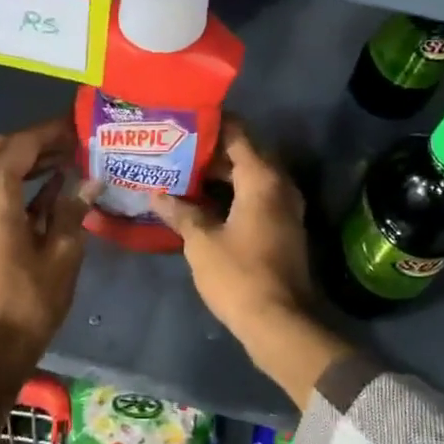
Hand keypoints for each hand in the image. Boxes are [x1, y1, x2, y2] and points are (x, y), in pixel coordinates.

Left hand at [0, 118, 98, 414]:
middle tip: (72, 141)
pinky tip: (53, 184)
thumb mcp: (63, 250)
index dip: (50, 131)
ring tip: (68, 158)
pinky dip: (19, 181)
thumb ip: (72, 208)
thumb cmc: (32, 297)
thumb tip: (91, 179)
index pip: (22, 144)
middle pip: (3, 149)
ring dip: (28, 159)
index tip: (78, 124)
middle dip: (36, 141)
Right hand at [150, 123, 352, 406]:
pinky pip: (256, 199)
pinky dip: (232, 195)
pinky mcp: (283, 230)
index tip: (184, 120)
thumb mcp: (201, 242)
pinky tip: (203, 204)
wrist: (278, 323)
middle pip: (245, 155)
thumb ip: (181, 212)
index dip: (212, 125)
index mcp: (262, 180)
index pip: (238, 135)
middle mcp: (280, 186)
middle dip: (211, 152)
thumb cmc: (238, 275)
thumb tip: (157, 195)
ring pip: (251, 179)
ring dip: (221, 176)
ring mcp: (285, 209)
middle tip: (176, 149)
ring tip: (183, 174)